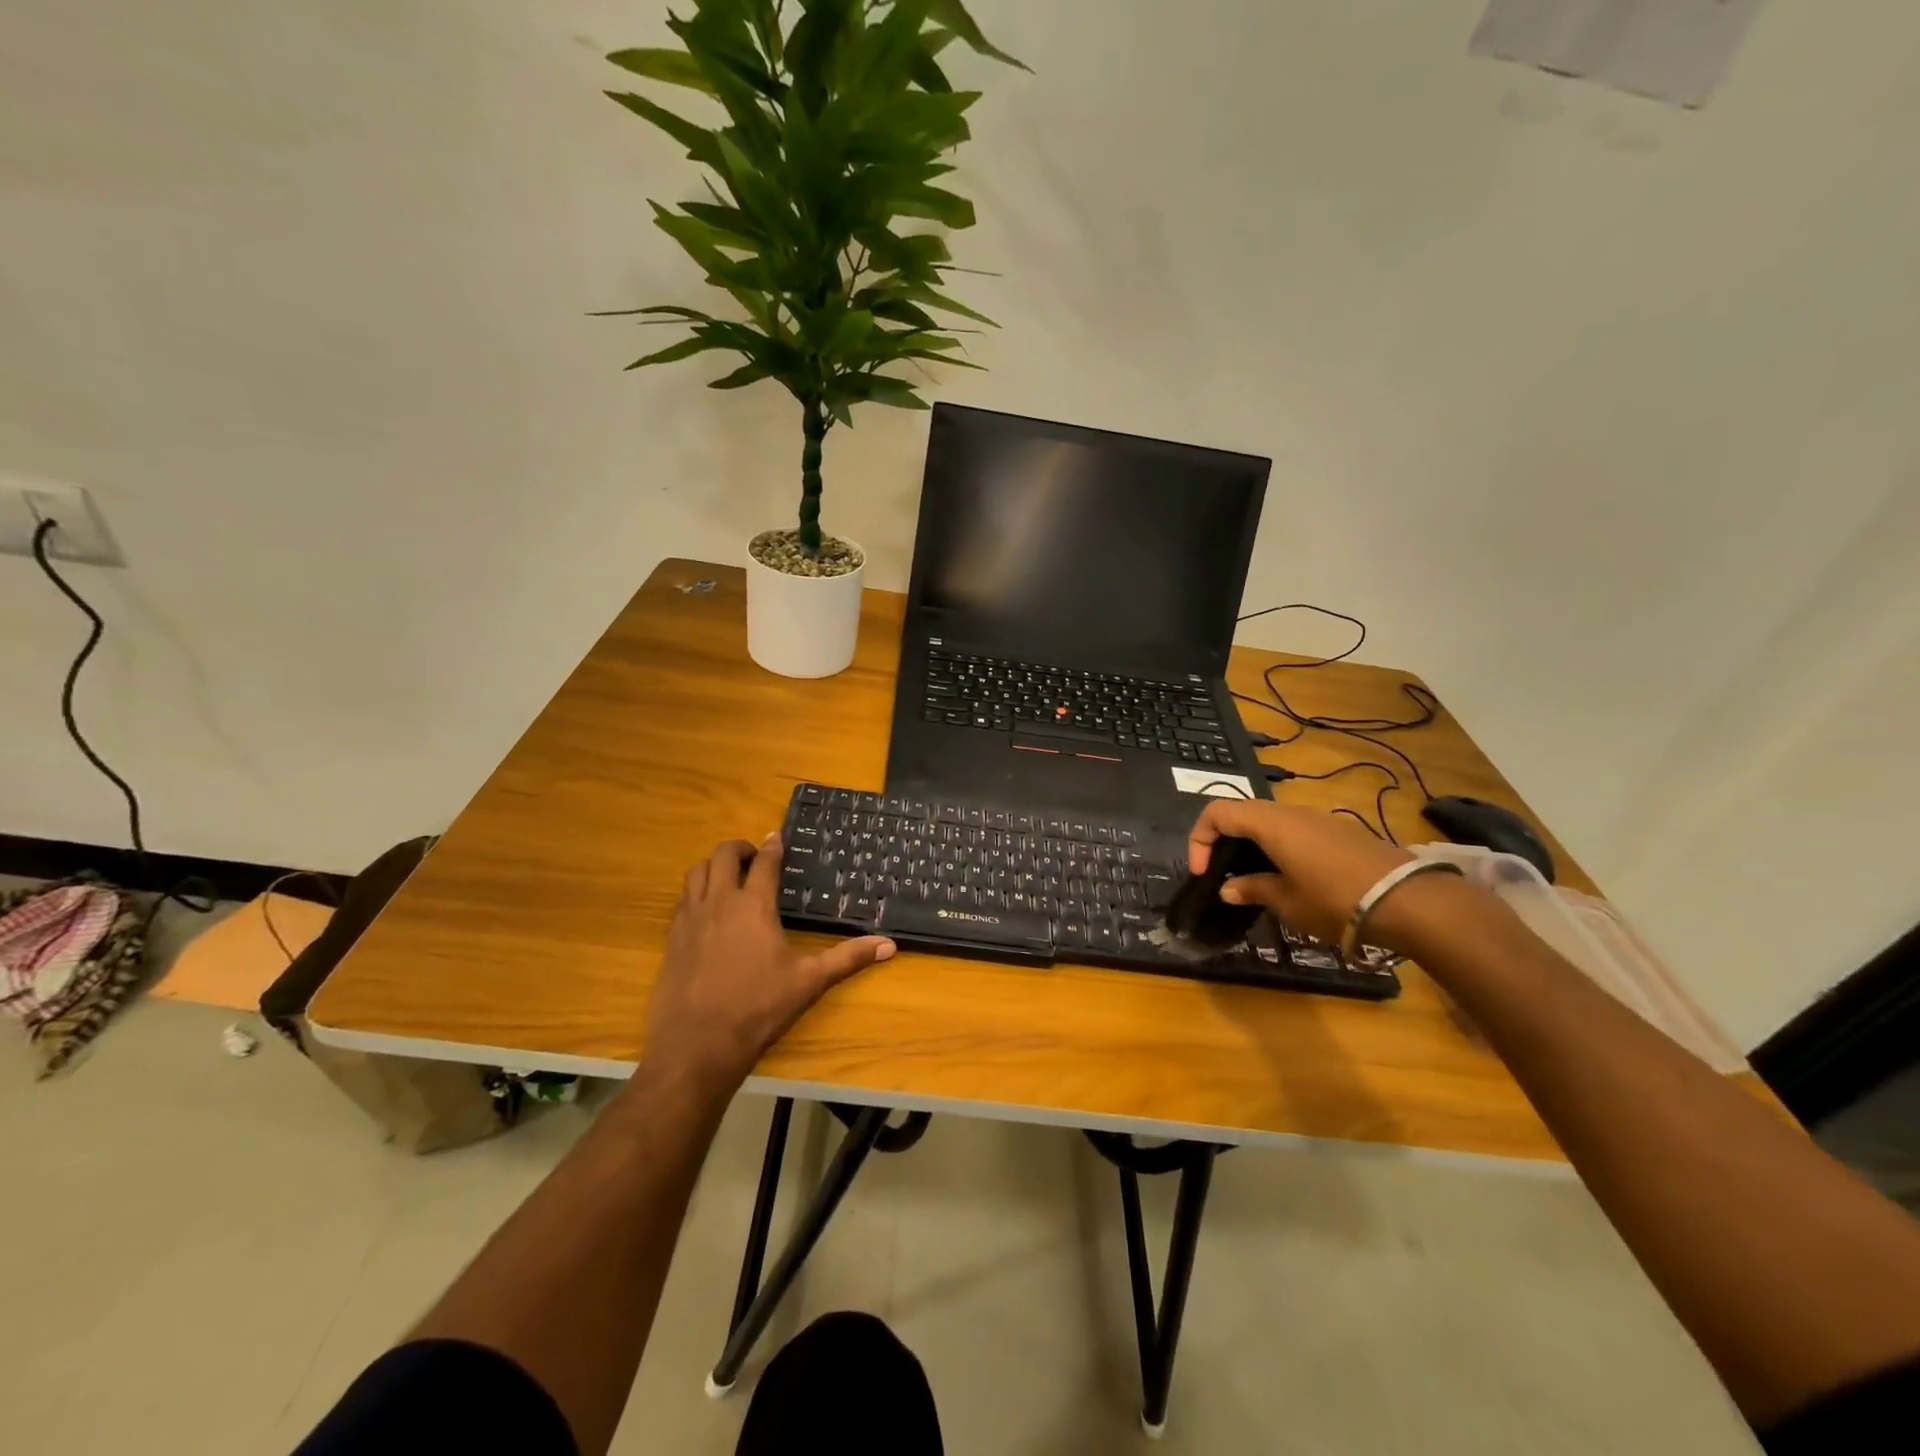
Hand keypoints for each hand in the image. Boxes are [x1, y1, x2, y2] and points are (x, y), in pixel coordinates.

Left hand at [642, 835, 894, 1097]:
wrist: (697, 1044)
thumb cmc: (758, 1008)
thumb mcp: (809, 982)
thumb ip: (848, 958)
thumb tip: (889, 944)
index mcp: (754, 906)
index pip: (764, 862)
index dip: (773, 846)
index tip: (777, 836)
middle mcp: (719, 902)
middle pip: (722, 855)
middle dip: (739, 848)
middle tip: (753, 856)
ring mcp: (691, 919)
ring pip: (696, 872)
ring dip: (713, 865)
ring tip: (728, 876)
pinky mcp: (672, 938)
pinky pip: (682, 899)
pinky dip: (696, 891)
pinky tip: (707, 910)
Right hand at [1186, 800, 1415, 944]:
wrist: (1408, 900)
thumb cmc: (1335, 899)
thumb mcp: (1287, 901)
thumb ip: (1253, 889)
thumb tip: (1228, 889)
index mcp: (1269, 823)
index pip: (1217, 812)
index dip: (1200, 838)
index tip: (1202, 873)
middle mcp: (1290, 812)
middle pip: (1241, 812)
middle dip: (1223, 840)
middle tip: (1221, 873)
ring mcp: (1317, 819)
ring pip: (1268, 820)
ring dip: (1251, 843)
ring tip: (1252, 879)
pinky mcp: (1337, 832)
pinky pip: (1293, 830)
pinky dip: (1276, 846)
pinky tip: (1288, 877)